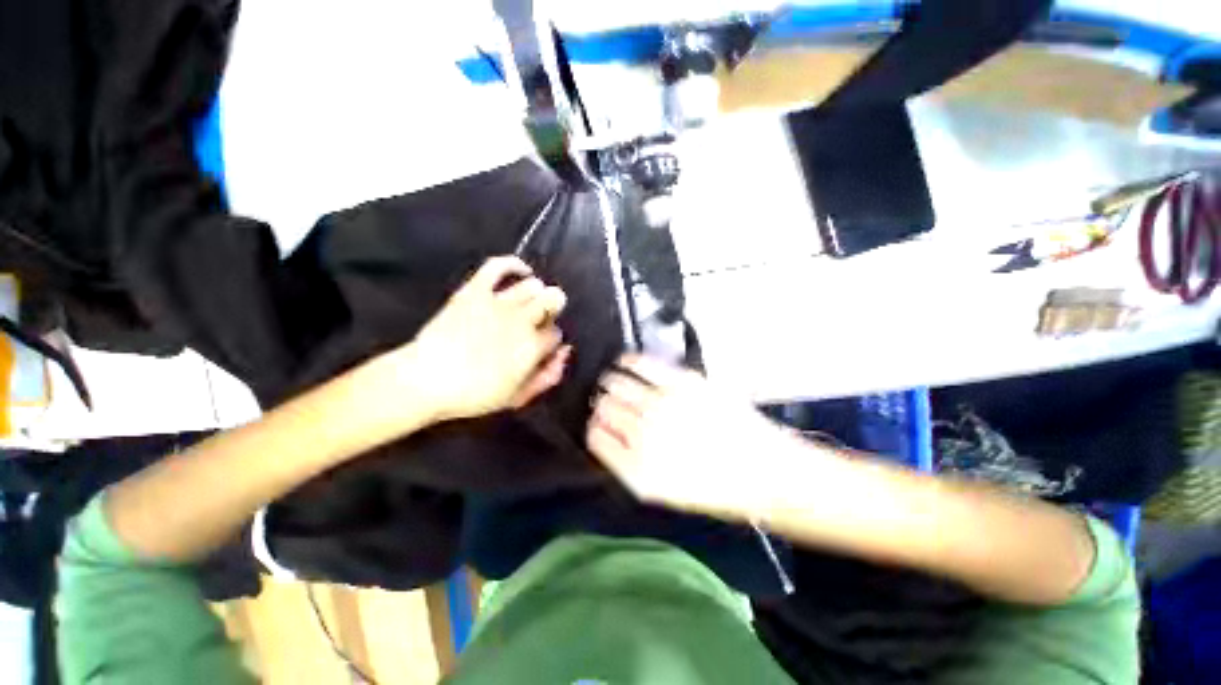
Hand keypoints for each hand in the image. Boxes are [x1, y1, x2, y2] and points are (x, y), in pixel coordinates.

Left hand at [401, 256, 571, 422]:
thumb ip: (547, 376)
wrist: (427, 380)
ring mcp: (499, 302)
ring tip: (528, 303)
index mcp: (533, 346)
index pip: (555, 333)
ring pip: (533, 285)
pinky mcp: (475, 290)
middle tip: (539, 321)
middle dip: (551, 310)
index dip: (550, 340)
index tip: (540, 347)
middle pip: (552, 301)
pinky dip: (514, 264)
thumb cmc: (474, 394)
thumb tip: (565, 353)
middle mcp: (522, 320)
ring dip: (537, 293)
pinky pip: (498, 266)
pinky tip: (523, 271)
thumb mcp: (517, 396)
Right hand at [586, 354, 788, 518]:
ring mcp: (663, 406)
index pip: (596, 439)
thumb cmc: (715, 488)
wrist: (764, 470)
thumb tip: (608, 435)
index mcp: (638, 471)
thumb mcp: (664, 491)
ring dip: (609, 382)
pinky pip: (643, 365)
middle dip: (600, 404)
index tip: (596, 423)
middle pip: (605, 409)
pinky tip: (624, 361)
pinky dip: (628, 362)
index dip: (593, 428)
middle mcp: (645, 436)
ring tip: (610, 381)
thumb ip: (629, 465)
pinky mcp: (683, 383)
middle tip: (603, 400)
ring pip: (618, 386)